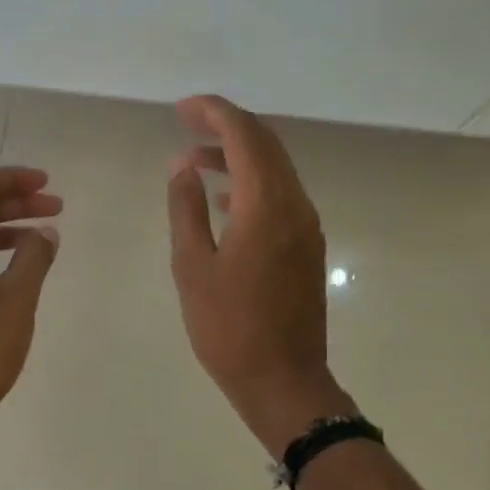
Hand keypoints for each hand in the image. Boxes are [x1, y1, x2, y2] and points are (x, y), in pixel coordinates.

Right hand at [166, 96, 353, 455]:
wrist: (283, 381)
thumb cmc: (229, 328)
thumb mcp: (193, 268)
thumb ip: (186, 210)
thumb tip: (183, 166)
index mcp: (267, 205)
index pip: (245, 136)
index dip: (214, 113)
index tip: (182, 108)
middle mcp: (295, 206)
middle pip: (266, 145)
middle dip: (227, 127)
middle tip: (186, 124)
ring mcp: (307, 227)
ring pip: (276, 171)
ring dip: (239, 157)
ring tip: (196, 162)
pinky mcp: (307, 249)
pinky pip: (281, 198)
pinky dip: (252, 186)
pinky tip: (224, 202)